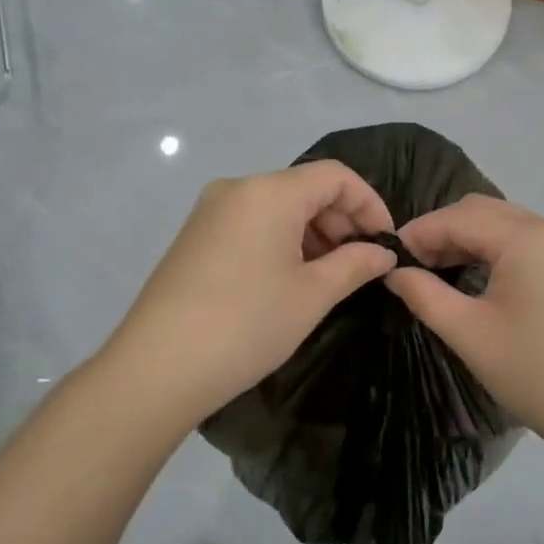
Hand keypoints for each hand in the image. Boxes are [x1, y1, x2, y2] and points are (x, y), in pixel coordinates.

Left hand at [97, 161, 396, 427]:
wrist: (157, 367)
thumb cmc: (247, 324)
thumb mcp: (312, 295)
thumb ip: (355, 265)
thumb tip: (384, 253)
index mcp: (269, 192)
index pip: (335, 176)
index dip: (369, 204)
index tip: (386, 244)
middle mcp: (237, 188)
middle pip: (305, 188)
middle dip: (341, 220)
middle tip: (361, 264)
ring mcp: (210, 212)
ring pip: (277, 206)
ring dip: (312, 232)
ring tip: (329, 276)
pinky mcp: (195, 237)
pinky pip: (251, 223)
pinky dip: (281, 240)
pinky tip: (289, 278)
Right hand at [384, 195, 543, 446]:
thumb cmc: (535, 372)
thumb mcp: (469, 333)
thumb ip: (424, 294)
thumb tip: (392, 271)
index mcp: (527, 237)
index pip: (458, 217)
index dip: (419, 232)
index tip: (386, 257)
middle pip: (481, 210)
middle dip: (441, 231)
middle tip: (409, 265)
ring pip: (501, 223)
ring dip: (464, 238)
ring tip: (432, 270)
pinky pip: (520, 240)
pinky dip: (489, 249)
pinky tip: (468, 274)